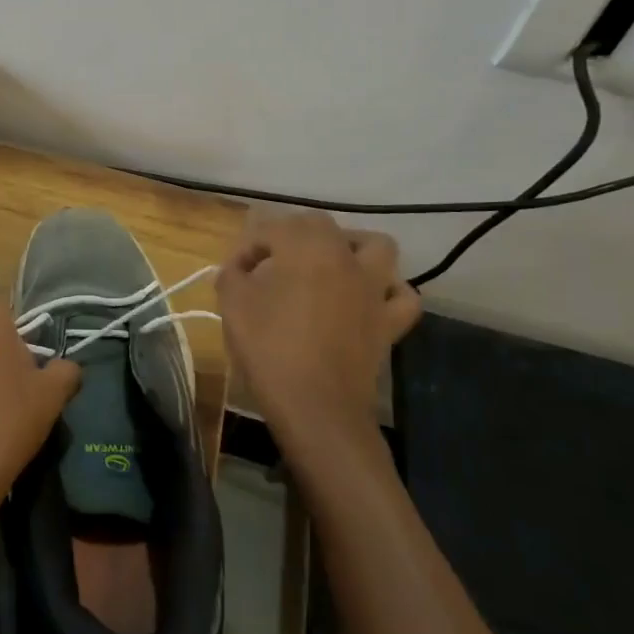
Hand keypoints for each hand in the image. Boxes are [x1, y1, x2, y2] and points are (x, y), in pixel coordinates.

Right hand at [216, 212, 420, 462]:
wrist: (316, 407)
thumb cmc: (270, 350)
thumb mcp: (233, 306)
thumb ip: (232, 275)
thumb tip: (238, 269)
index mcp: (305, 248)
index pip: (272, 228)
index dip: (248, 246)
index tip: (233, 271)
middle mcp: (344, 258)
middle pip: (320, 225)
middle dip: (291, 235)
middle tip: (270, 262)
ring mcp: (373, 289)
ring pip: (374, 246)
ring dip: (351, 247)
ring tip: (328, 265)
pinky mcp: (389, 321)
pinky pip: (400, 295)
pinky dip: (388, 290)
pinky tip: (367, 299)